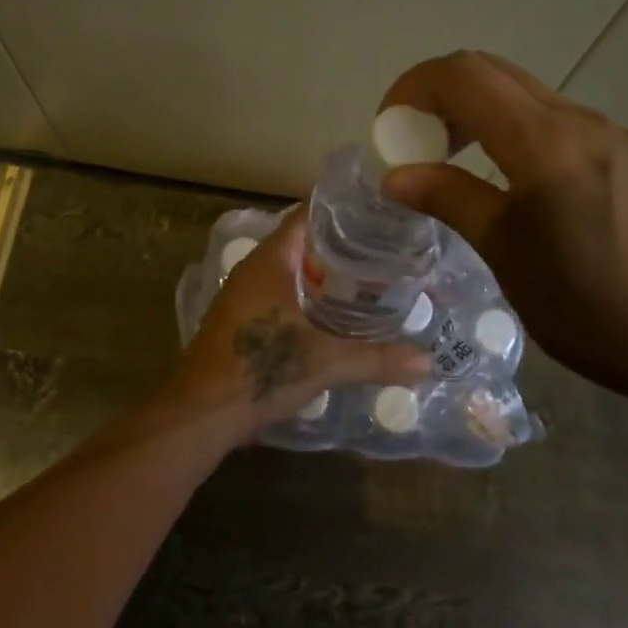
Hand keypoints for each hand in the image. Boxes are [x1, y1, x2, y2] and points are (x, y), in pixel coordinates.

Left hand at [170, 208, 429, 445]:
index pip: (307, 216)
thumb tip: (426, 361)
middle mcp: (253, 270)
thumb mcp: (326, 362)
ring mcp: (242, 296)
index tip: (378, 214)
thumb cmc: (261, 370)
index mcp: (270, 260)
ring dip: (322, 275)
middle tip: (384, 251)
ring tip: (367, 281)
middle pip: (301, 243)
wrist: (201, 414)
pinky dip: (305, 296)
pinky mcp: (239, 321)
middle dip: (340, 247)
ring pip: (289, 271)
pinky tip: (332, 315)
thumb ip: (377, 358)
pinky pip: (278, 294)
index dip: (341, 213)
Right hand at [378, 51, 627, 419]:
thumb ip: (453, 202)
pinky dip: (532, 144)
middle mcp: (587, 123)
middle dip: (445, 100)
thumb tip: (397, 174)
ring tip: (474, 177)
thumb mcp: (513, 261)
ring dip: (490, 122)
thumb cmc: (605, 315)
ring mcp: (627, 139)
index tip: (391, 131)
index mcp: (546, 143)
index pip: (463, 75)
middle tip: (422, 149)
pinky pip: (576, 133)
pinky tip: (544, 204)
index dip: (414, 88)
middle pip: (498, 75)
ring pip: (538, 104)